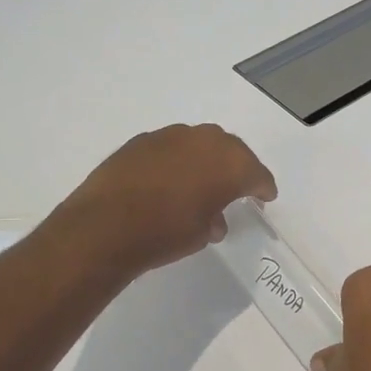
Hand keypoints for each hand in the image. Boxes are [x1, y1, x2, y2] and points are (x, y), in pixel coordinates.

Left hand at [57, 123, 275, 275]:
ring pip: (199, 144)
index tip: (265, 197)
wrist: (104, 226)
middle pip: (231, 150)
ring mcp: (170, 136)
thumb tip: (211, 218)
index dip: (263, 187)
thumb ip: (214, 219)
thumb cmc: (165, 233)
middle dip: (237, 168)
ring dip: (205, 161)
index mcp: (229, 163)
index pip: (256, 173)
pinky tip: (169, 180)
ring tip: (200, 183)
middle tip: (237, 186)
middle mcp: (205, 141)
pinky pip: (171, 148)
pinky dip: (177, 161)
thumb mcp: (201, 234)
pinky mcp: (141, 140)